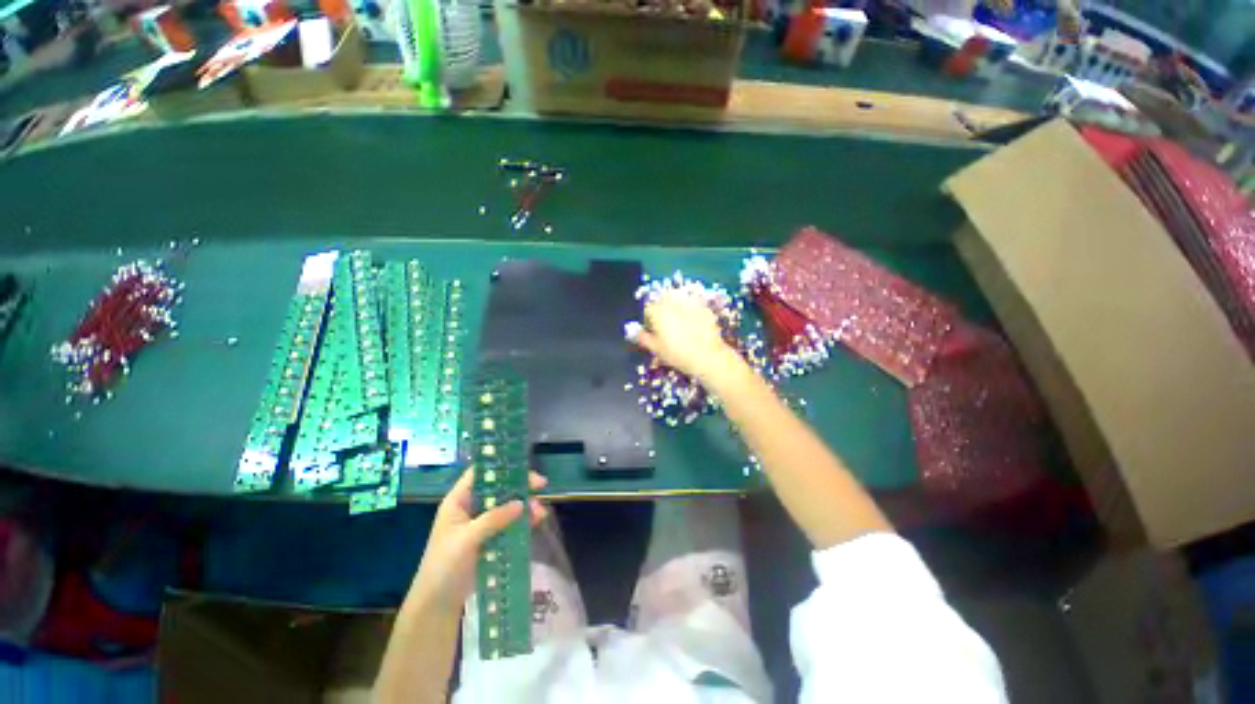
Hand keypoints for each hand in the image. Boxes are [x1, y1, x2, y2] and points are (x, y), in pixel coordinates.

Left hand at [408, 468, 548, 611]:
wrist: (437, 605)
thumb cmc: (444, 566)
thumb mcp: (466, 539)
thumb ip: (493, 519)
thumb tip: (521, 503)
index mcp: (459, 501)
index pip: (480, 473)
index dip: (500, 465)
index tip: (523, 467)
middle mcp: (471, 507)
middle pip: (499, 488)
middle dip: (520, 486)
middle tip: (541, 485)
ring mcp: (482, 523)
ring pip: (508, 505)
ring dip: (525, 505)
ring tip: (541, 511)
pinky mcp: (491, 538)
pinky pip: (510, 523)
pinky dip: (524, 521)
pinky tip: (537, 520)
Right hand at [630, 290, 743, 382]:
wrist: (707, 356)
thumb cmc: (677, 354)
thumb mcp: (656, 349)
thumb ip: (644, 338)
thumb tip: (638, 333)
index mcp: (658, 311)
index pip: (648, 310)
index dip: (648, 321)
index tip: (652, 332)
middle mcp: (673, 303)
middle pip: (663, 302)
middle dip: (662, 311)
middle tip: (667, 328)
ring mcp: (690, 303)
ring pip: (679, 301)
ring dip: (677, 309)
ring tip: (681, 324)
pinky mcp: (704, 307)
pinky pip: (694, 305)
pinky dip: (692, 311)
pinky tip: (695, 324)